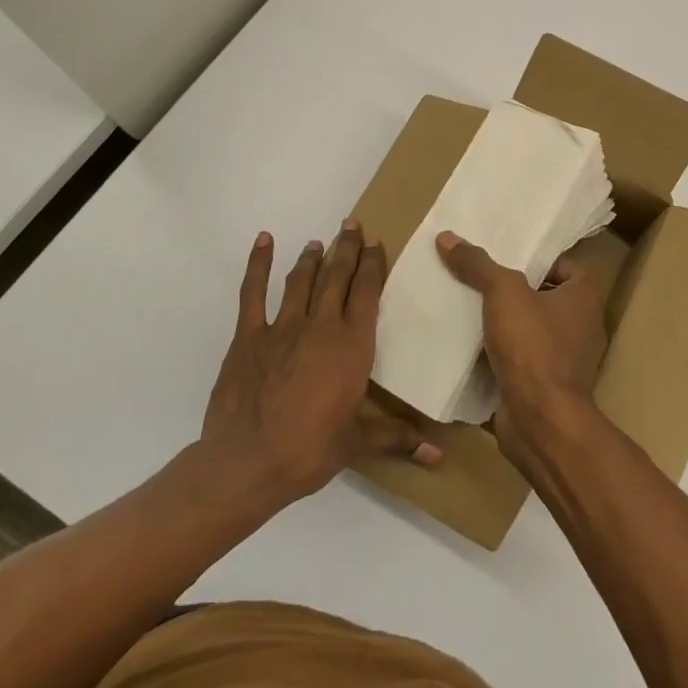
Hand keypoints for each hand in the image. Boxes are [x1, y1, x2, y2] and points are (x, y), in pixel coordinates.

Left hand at [200, 222, 439, 508]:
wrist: (248, 462)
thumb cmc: (310, 451)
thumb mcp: (357, 443)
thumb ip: (397, 437)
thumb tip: (439, 455)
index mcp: (352, 346)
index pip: (367, 292)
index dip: (373, 264)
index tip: (377, 242)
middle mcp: (321, 326)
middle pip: (337, 276)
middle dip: (347, 248)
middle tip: (353, 225)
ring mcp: (282, 327)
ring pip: (301, 280)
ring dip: (312, 258)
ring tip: (319, 242)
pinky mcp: (249, 336)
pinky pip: (253, 293)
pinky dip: (258, 264)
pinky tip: (264, 241)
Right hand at [436, 230, 609, 468]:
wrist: (539, 420)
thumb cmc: (533, 346)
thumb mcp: (502, 293)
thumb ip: (478, 264)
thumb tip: (447, 236)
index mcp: (584, 299)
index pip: (569, 268)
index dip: (542, 262)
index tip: (510, 262)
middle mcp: (582, 328)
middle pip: (548, 299)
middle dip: (517, 293)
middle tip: (482, 282)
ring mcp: (567, 362)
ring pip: (533, 333)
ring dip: (507, 326)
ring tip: (470, 311)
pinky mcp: (546, 388)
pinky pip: (522, 363)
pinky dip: (502, 357)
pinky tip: (471, 348)